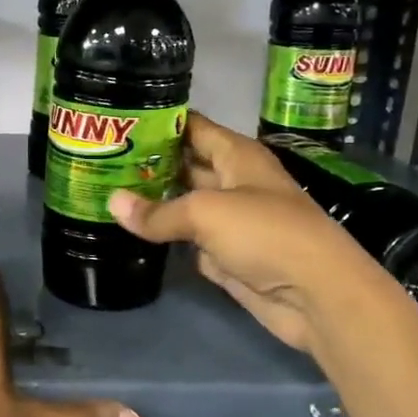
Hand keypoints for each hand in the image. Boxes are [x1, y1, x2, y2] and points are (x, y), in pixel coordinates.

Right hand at [107, 111, 382, 354]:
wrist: (316, 295)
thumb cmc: (266, 233)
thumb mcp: (206, 212)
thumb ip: (158, 211)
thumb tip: (112, 204)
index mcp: (237, 156)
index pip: (193, 127)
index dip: (160, 122)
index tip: (120, 121)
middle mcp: (233, 182)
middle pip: (185, 165)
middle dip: (148, 163)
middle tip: (100, 160)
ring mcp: (230, 221)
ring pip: (183, 204)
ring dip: (152, 202)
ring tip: (105, 192)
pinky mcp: (227, 256)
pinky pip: (187, 239)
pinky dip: (165, 237)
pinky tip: (131, 230)